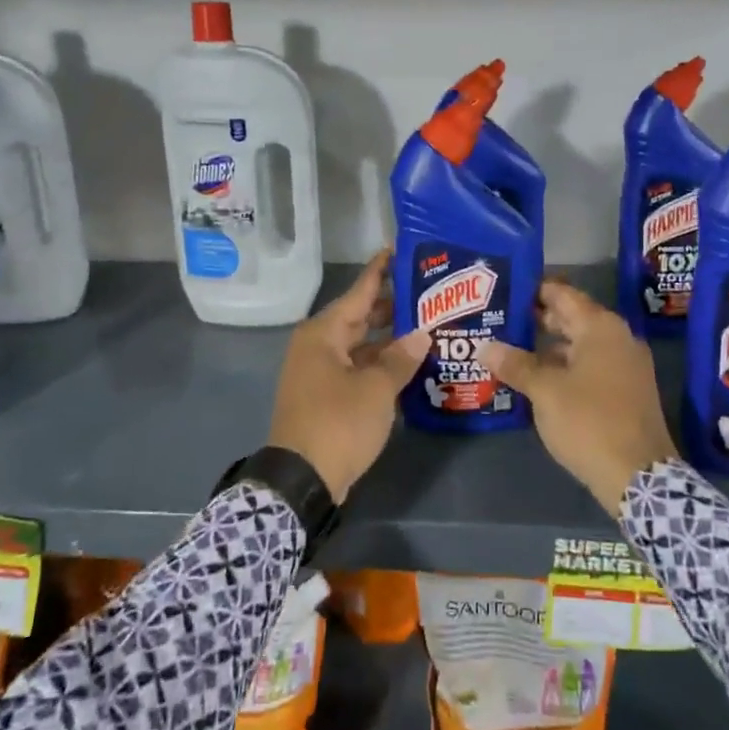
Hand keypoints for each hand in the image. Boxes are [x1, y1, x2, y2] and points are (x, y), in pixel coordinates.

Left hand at [267, 251, 429, 502]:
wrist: (301, 479)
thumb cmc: (338, 423)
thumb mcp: (377, 389)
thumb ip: (400, 359)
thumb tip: (421, 336)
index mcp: (323, 334)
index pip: (358, 293)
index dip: (380, 272)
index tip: (398, 250)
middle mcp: (317, 346)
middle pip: (358, 317)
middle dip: (391, 307)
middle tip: (427, 294)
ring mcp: (318, 371)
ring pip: (358, 344)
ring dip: (388, 339)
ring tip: (425, 327)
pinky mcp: (324, 395)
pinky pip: (355, 367)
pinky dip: (378, 364)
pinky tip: (406, 364)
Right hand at [481, 282, 678, 514]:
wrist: (639, 476)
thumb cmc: (589, 422)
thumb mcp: (545, 391)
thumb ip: (515, 364)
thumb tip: (484, 347)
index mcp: (601, 328)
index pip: (563, 294)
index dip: (533, 290)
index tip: (505, 288)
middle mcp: (618, 339)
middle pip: (572, 318)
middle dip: (537, 319)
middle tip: (499, 319)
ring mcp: (626, 366)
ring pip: (580, 345)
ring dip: (548, 346)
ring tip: (510, 349)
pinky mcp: (627, 391)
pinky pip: (590, 366)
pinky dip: (564, 367)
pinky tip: (537, 379)